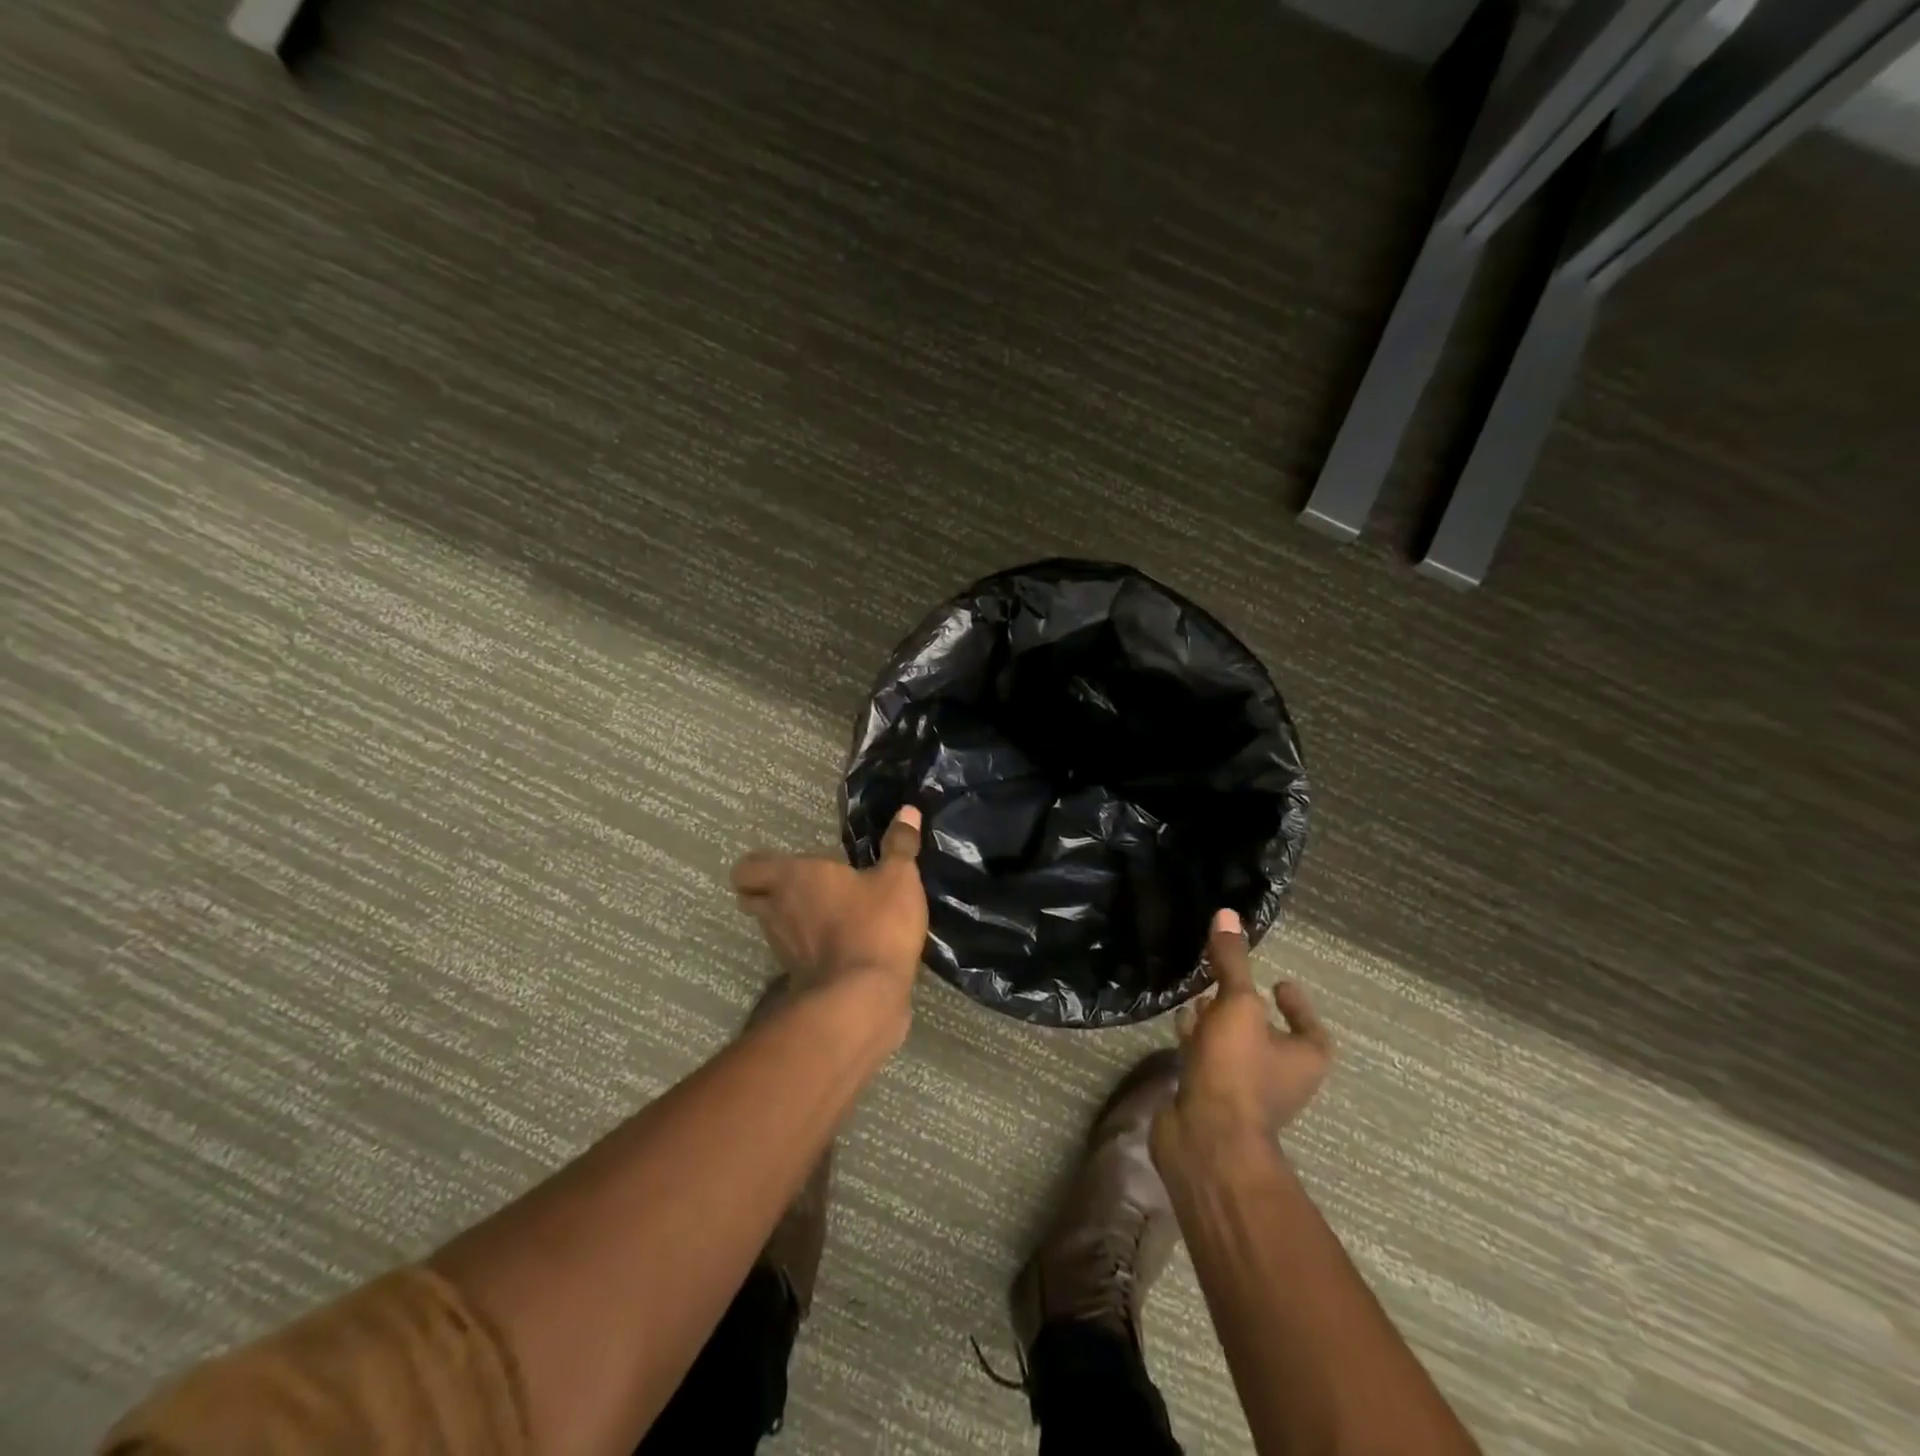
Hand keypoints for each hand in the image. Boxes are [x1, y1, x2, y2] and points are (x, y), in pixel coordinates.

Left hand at [731, 807, 927, 1015]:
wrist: (864, 998)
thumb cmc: (875, 924)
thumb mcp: (898, 878)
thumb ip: (900, 845)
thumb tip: (908, 810)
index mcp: (793, 877)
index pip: (747, 868)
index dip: (758, 866)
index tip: (784, 865)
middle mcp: (777, 910)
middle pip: (751, 898)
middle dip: (767, 892)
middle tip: (800, 887)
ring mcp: (783, 948)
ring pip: (771, 927)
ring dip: (789, 920)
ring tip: (823, 913)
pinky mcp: (797, 978)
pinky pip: (794, 955)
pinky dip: (807, 948)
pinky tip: (838, 943)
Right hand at [1153, 908, 1333, 1168]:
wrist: (1206, 1140)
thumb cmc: (1236, 1070)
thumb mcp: (1238, 1005)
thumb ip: (1232, 962)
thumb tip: (1227, 913)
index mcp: (1303, 1059)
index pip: (1310, 1028)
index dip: (1297, 1005)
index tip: (1278, 981)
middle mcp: (1280, 1079)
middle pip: (1268, 1038)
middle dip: (1247, 1010)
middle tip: (1226, 984)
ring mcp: (1244, 1094)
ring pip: (1234, 1050)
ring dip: (1217, 1026)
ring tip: (1197, 999)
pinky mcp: (1211, 1102)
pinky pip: (1208, 1064)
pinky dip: (1196, 1044)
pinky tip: (1178, 1026)